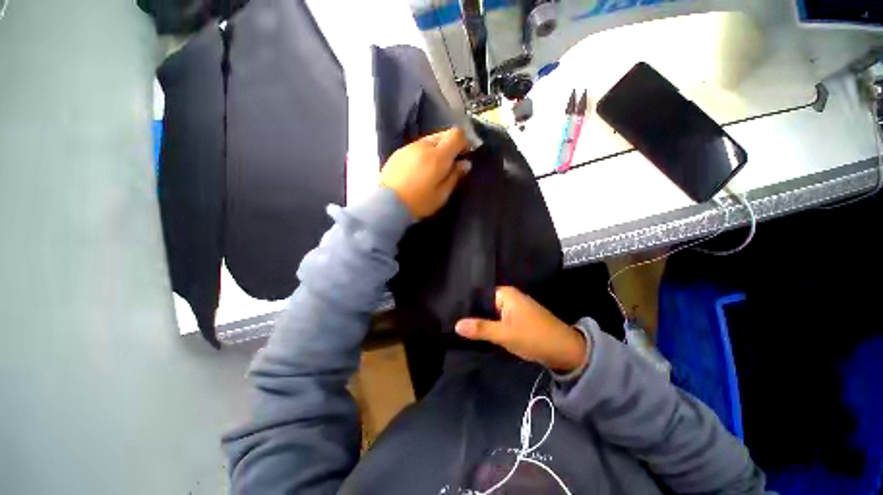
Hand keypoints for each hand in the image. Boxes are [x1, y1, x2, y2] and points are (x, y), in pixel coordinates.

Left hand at [380, 127, 469, 218]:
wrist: (387, 204)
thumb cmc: (419, 202)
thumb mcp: (442, 194)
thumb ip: (455, 176)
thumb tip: (465, 163)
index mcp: (438, 156)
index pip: (456, 134)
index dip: (463, 142)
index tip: (464, 156)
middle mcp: (423, 146)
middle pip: (443, 135)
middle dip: (450, 146)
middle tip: (449, 164)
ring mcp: (409, 147)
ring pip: (429, 140)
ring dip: (436, 150)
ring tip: (433, 168)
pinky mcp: (398, 152)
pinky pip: (417, 147)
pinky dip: (423, 153)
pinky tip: (419, 169)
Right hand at [455, 287, 588, 373]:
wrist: (565, 351)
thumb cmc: (534, 337)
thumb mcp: (505, 334)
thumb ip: (480, 328)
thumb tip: (456, 324)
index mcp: (506, 293)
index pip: (479, 294)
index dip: (466, 303)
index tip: (451, 312)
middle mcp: (509, 296)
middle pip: (484, 303)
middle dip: (472, 313)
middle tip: (453, 321)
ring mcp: (514, 307)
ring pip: (491, 312)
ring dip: (481, 320)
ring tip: (462, 326)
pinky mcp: (517, 318)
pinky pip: (499, 318)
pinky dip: (491, 324)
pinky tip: (479, 331)